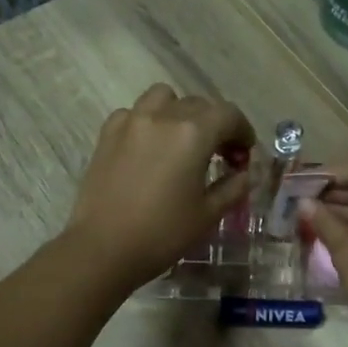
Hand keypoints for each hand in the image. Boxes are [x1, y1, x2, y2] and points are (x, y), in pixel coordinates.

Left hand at [67, 84, 254, 291]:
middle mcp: (163, 116)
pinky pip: (134, 112)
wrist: (103, 248)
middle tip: (220, 154)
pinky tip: (149, 147)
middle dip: (216, 124)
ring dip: (180, 112)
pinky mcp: (107, 134)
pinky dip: (148, 121)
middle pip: (199, 104)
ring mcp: (131, 121)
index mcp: (193, 133)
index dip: (243, 131)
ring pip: (163, 98)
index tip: (244, 154)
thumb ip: (233, 187)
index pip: (229, 115)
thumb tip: (244, 174)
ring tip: (182, 140)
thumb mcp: (208, 214)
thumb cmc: (163, 234)